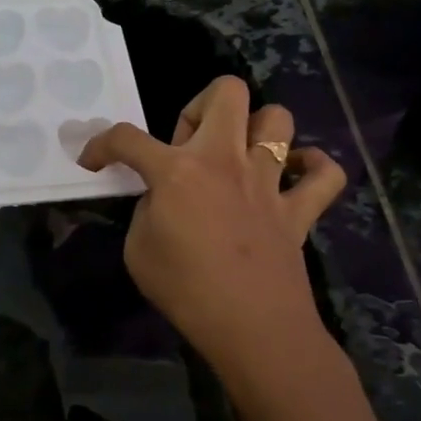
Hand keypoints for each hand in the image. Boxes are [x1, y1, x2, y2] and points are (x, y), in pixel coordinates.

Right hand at [78, 76, 343, 364]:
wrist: (251, 328)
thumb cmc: (185, 290)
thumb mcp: (138, 250)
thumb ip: (146, 211)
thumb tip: (162, 199)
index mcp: (177, 171)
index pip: (127, 138)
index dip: (101, 144)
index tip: (94, 160)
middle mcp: (225, 160)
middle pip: (226, 92)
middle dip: (200, 105)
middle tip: (187, 146)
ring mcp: (269, 181)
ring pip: (278, 119)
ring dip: (256, 129)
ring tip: (239, 157)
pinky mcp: (300, 209)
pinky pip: (326, 174)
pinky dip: (313, 168)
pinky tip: (295, 178)